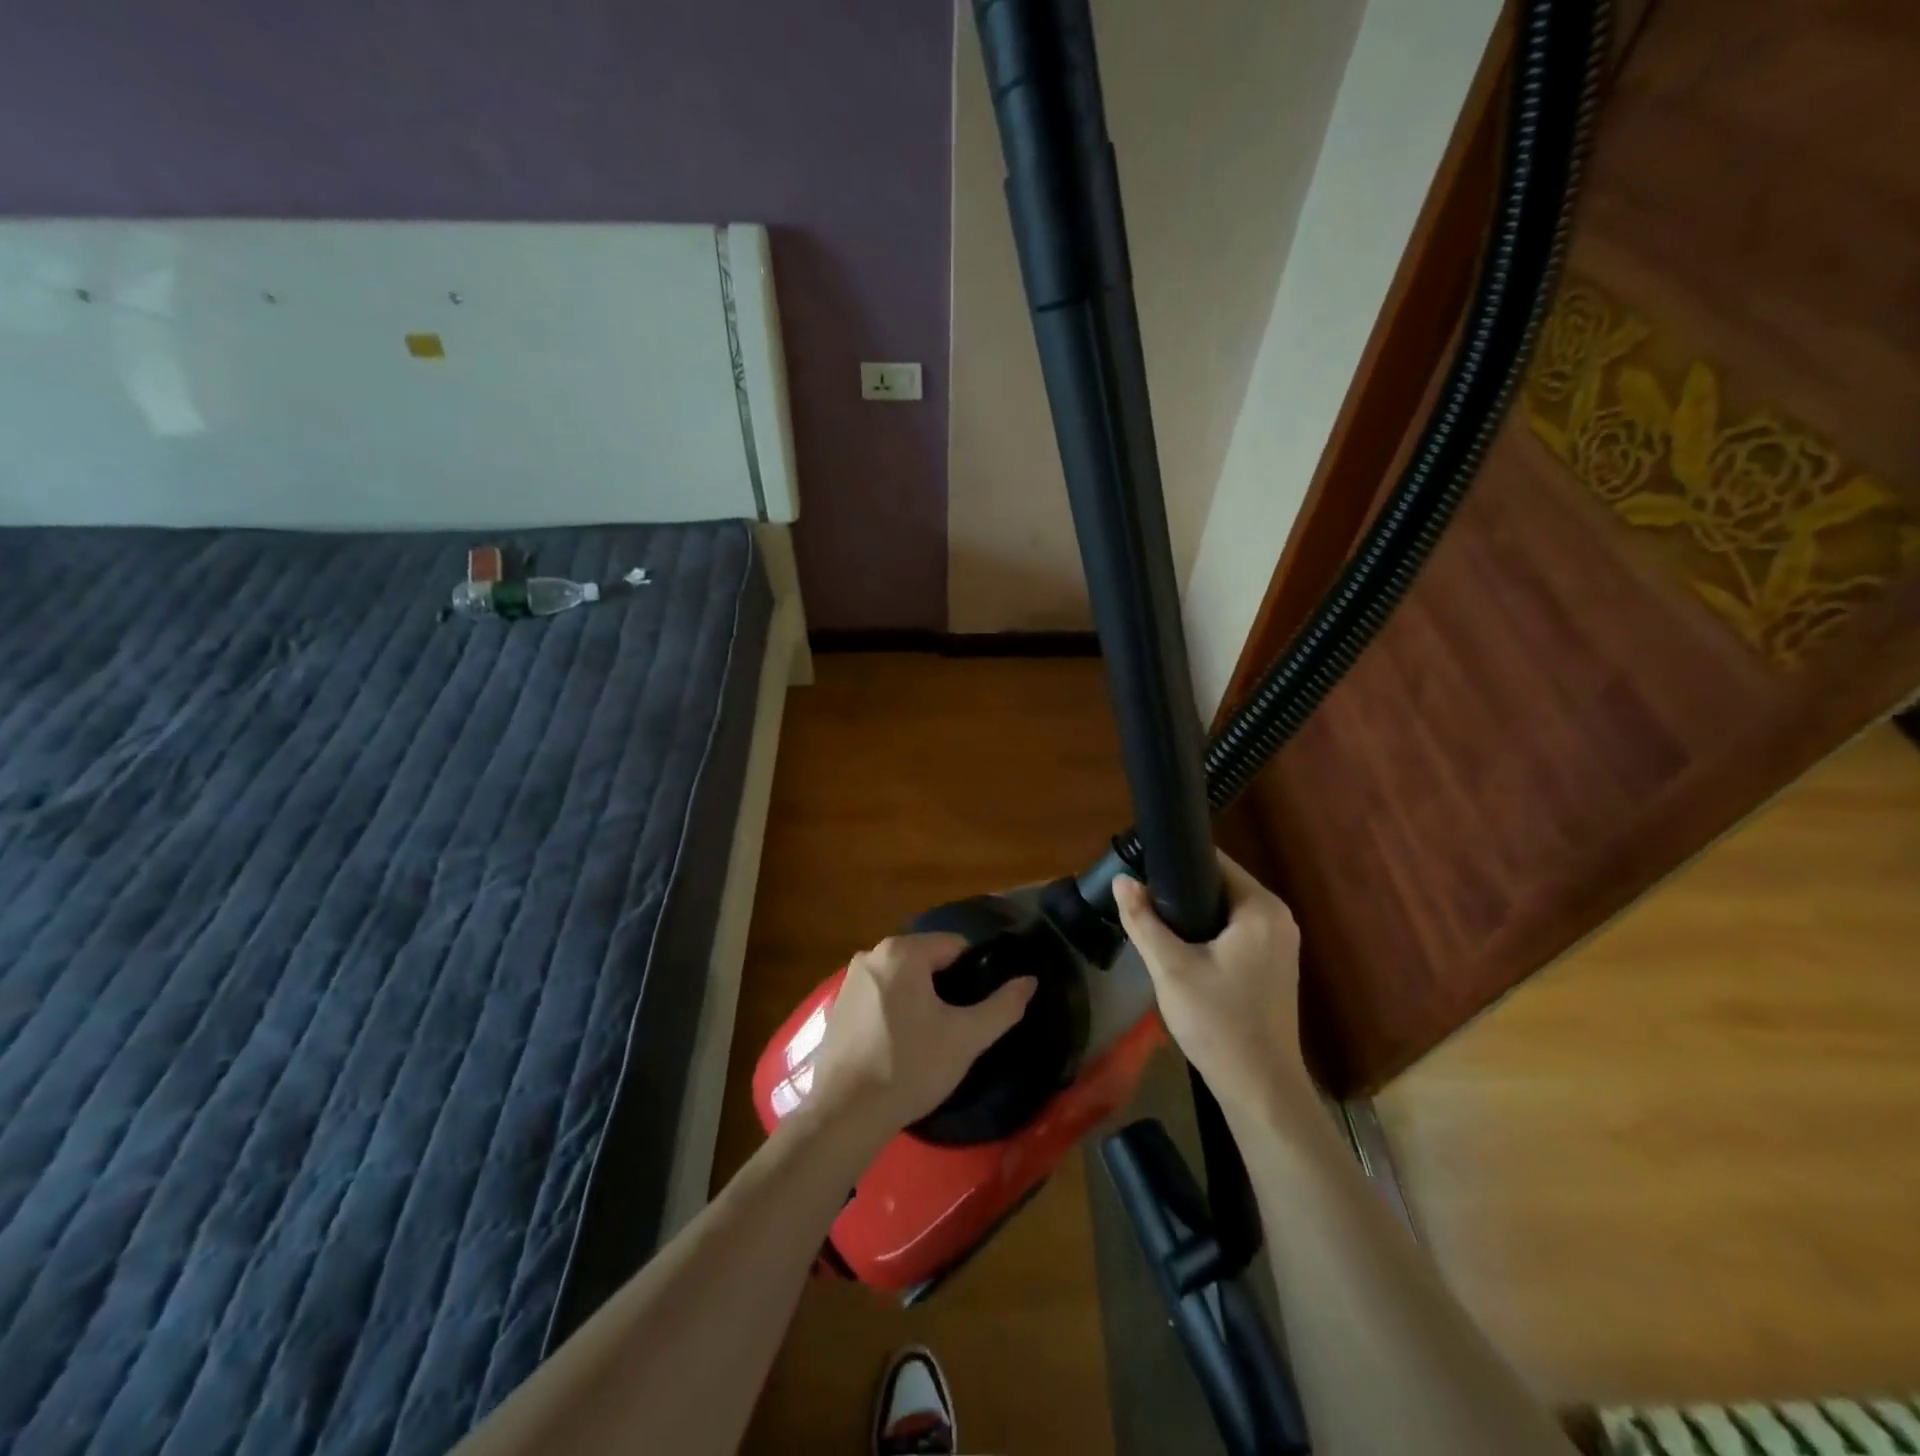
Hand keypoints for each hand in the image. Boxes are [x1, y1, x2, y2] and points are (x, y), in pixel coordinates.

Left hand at [807, 933, 1035, 1138]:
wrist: (845, 1113)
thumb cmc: (910, 1066)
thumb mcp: (966, 1038)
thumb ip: (1003, 1006)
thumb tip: (1029, 981)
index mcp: (902, 951)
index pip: (955, 946)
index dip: (974, 974)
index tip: (979, 1007)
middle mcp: (871, 955)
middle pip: (926, 960)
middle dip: (946, 987)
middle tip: (958, 1026)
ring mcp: (850, 980)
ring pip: (903, 979)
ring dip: (920, 999)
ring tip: (932, 1039)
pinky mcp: (838, 1007)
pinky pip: (880, 997)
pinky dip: (895, 1011)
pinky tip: (901, 1046)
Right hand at [1114, 854, 1311, 1115]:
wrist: (1259, 1089)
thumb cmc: (1218, 1023)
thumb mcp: (1170, 968)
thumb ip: (1143, 920)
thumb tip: (1122, 879)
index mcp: (1260, 908)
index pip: (1214, 862)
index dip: (1175, 861)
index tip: (1142, 870)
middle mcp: (1278, 917)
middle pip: (1219, 884)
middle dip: (1180, 890)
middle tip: (1141, 901)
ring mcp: (1280, 943)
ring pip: (1225, 910)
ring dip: (1193, 914)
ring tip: (1153, 921)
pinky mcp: (1274, 965)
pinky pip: (1235, 931)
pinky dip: (1209, 933)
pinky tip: (1181, 948)